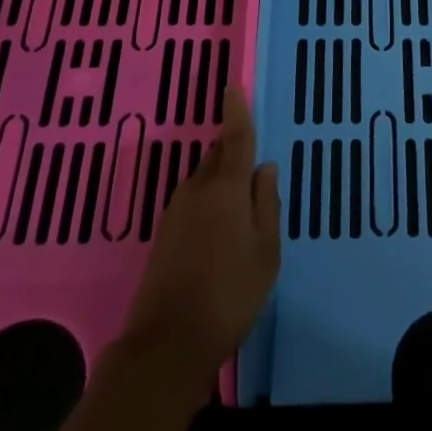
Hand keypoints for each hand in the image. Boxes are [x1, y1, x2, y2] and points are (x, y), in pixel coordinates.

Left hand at [120, 85, 280, 382]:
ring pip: (205, 179)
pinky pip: (195, 200)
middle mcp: (197, 190)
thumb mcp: (265, 252)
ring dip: (223, 179)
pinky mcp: (165, 233)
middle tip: (256, 164)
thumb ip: (266, 203)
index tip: (233, 85)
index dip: (236, 110)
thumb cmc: (229, 294)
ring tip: (245, 204)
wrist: (167, 344)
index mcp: (225, 188)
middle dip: (234, 150)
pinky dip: (211, 200)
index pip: (235, 137)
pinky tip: (222, 228)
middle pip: (218, 155)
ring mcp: (176, 211)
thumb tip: (264, 166)